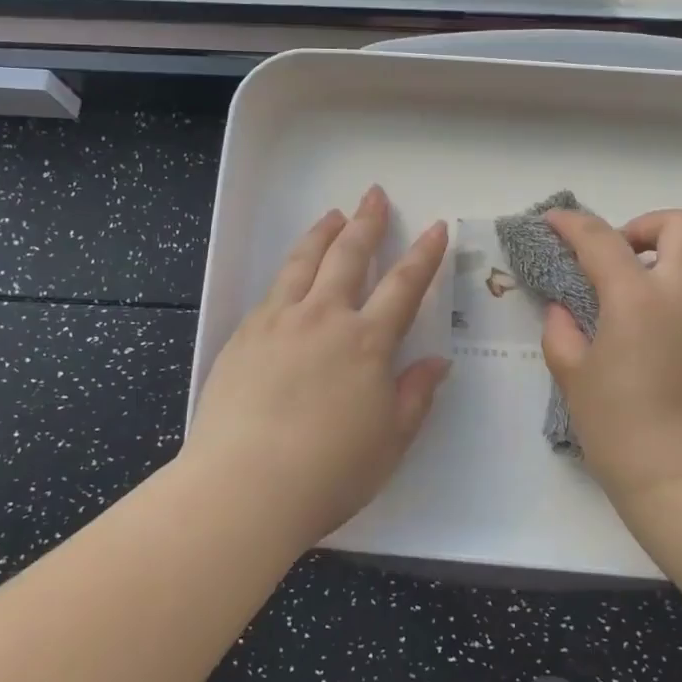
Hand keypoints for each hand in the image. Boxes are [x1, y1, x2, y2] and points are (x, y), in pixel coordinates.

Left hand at [184, 186, 450, 547]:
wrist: (244, 486)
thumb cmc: (329, 472)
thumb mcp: (390, 441)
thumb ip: (415, 395)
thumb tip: (437, 362)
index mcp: (367, 343)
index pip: (404, 286)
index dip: (424, 254)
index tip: (435, 228)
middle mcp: (324, 318)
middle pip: (349, 256)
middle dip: (367, 223)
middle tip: (373, 195)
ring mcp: (279, 322)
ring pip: (304, 262)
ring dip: (323, 234)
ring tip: (334, 215)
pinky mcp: (244, 335)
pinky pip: (272, 289)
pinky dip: (289, 268)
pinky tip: (292, 270)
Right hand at [540, 207, 681, 508]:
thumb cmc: (623, 431)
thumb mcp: (575, 379)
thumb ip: (562, 333)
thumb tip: (564, 310)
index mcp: (640, 299)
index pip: (602, 239)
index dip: (572, 224)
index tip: (552, 221)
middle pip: (681, 225)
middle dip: (644, 226)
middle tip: (613, 257)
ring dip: (659, 258)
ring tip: (621, 294)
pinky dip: (671, 289)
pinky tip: (641, 327)